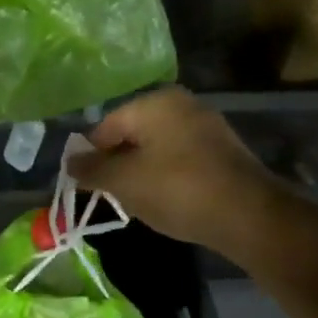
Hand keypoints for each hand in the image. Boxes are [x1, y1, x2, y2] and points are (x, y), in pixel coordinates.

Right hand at [69, 88, 275, 254]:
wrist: (248, 215)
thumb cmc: (176, 190)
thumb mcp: (123, 182)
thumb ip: (91, 170)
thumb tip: (70, 162)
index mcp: (155, 102)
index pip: (105, 126)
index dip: (90, 156)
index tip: (85, 186)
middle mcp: (181, 105)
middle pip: (131, 135)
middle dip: (116, 166)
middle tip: (110, 196)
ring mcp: (206, 126)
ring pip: (155, 149)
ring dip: (140, 174)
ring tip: (138, 203)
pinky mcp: (221, 151)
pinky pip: (179, 160)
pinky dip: (166, 178)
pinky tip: (166, 201)